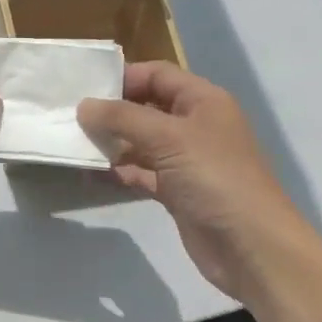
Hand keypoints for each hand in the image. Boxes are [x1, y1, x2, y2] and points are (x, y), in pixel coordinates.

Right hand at [78, 63, 321, 305]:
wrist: (251, 246)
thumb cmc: (215, 178)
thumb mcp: (168, 138)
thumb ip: (123, 118)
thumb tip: (84, 106)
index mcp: (203, 101)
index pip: (158, 75)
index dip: (123, 77)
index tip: (83, 87)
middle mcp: (195, 125)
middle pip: (146, 107)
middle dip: (112, 111)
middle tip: (70, 115)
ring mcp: (186, 161)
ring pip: (140, 142)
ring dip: (111, 142)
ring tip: (73, 143)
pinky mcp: (177, 191)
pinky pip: (141, 172)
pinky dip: (118, 171)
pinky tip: (90, 173)